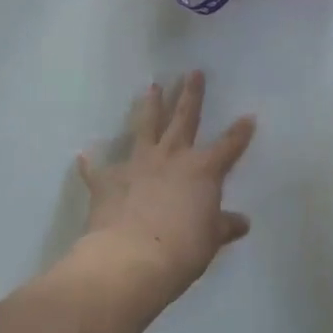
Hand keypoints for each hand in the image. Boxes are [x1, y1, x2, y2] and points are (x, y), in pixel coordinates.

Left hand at [74, 72, 255, 305]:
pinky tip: (83, 154)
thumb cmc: (182, 249)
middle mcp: (172, 157)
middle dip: (191, 95)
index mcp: (203, 169)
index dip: (240, 132)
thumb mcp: (211, 240)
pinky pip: (98, 170)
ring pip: (146, 127)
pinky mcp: (109, 181)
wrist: (131, 259)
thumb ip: (224, 226)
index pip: (228, 145)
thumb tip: (242, 223)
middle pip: (185, 119)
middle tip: (193, 72)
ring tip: (152, 86)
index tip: (249, 116)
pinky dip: (90, 163)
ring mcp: (138, 164)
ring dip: (149, 106)